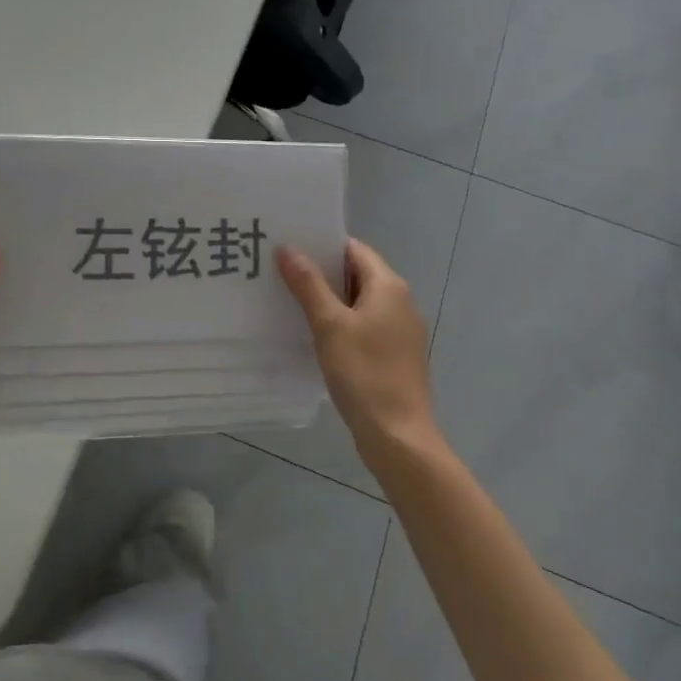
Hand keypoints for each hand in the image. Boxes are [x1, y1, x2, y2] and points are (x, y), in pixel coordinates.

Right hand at [279, 239, 439, 466]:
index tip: (289, 247)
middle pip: (357, 274)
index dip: (322, 245)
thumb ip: (308, 284)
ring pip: (359, 302)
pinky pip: (364, 326)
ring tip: (289, 300)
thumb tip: (288, 248)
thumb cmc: (364, 373)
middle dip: (321, 273)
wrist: (398, 435)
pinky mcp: (395, 355)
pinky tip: (314, 335)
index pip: (354, 249)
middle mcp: (401, 302)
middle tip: (280, 272)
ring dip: (329, 300)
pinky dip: (341, 324)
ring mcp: (400, 330)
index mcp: (389, 286)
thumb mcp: (329, 325)